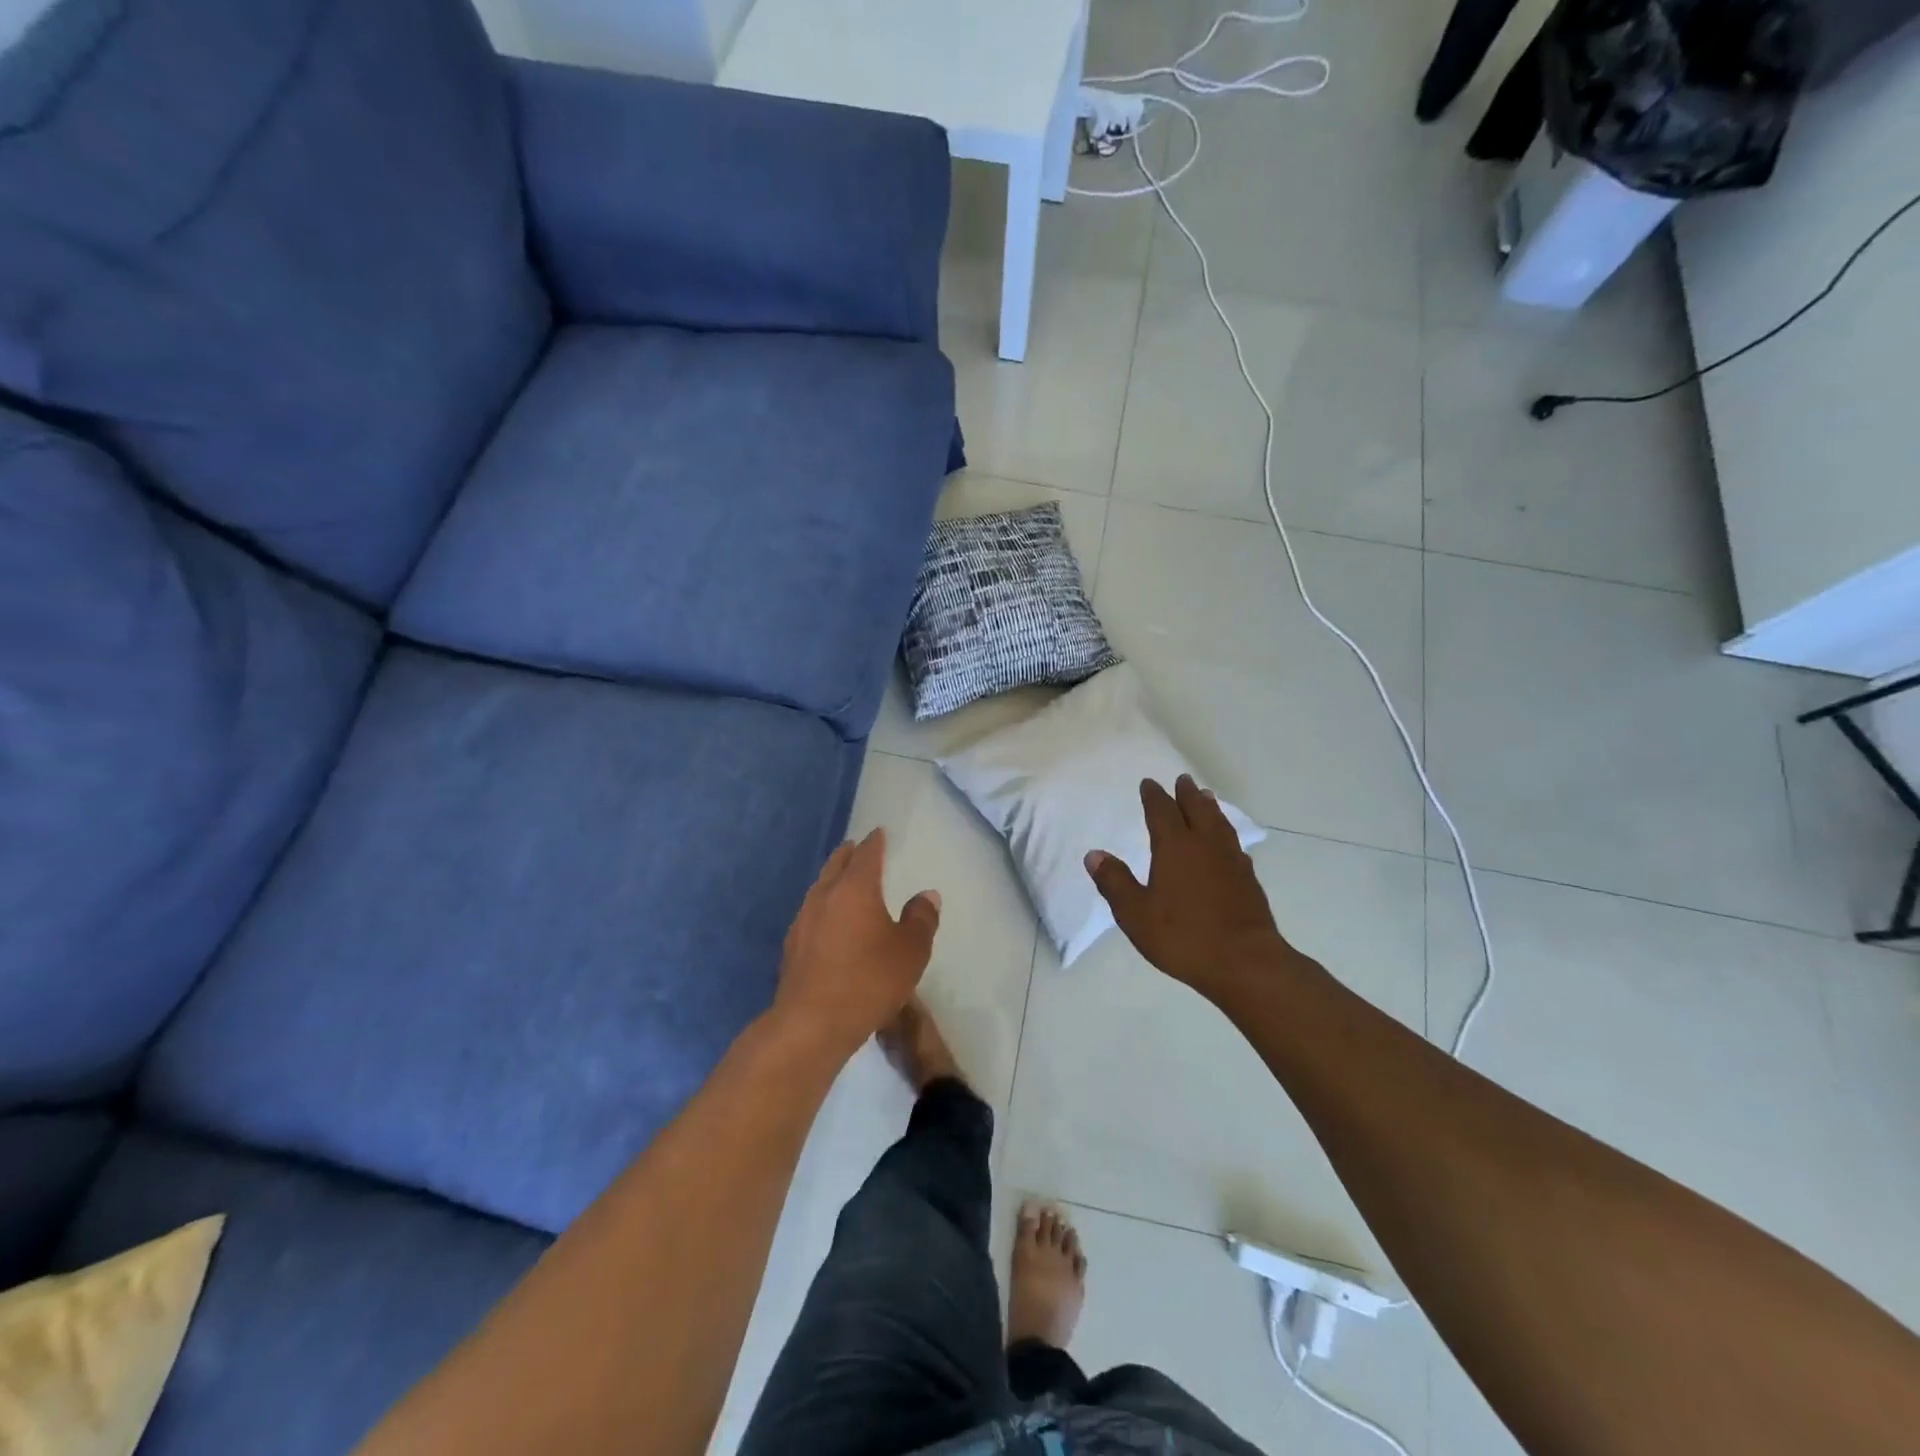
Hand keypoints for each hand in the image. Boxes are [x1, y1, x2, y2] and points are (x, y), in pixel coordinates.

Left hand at [774, 829, 940, 1056]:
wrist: (811, 1024)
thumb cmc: (869, 980)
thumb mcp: (910, 951)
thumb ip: (921, 920)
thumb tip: (927, 896)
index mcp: (855, 888)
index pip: (866, 854)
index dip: (875, 842)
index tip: (879, 833)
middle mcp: (825, 896)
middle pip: (836, 865)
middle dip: (848, 854)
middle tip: (857, 848)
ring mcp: (803, 920)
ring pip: (820, 888)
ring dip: (833, 879)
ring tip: (844, 881)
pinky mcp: (791, 946)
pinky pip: (811, 913)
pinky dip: (824, 906)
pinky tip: (829, 922)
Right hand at [1084, 775, 1290, 1000]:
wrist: (1245, 962)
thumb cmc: (1183, 936)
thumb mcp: (1135, 914)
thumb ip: (1114, 882)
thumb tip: (1093, 854)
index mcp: (1175, 847)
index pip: (1162, 811)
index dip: (1154, 796)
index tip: (1149, 784)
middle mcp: (1205, 845)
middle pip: (1196, 809)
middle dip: (1186, 794)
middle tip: (1182, 780)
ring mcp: (1231, 861)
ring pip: (1219, 823)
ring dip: (1210, 807)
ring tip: (1206, 797)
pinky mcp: (1248, 879)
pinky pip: (1234, 844)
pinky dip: (1226, 833)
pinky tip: (1227, 843)